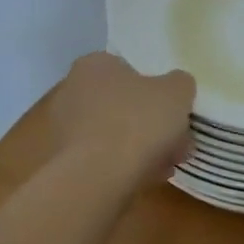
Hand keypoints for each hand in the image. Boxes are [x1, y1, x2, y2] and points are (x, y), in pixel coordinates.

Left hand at [49, 52, 195, 186]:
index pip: (129, 71)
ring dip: (140, 147)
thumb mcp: (178, 92)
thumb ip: (180, 83)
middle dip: (151, 123)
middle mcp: (72, 90)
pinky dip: (123, 165)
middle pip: (122, 104)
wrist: (99, 176)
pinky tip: (147, 178)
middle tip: (176, 142)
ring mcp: (64, 127)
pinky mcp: (63, 161)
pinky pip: (102, 158)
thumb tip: (176, 86)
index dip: (157, 92)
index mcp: (94, 65)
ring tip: (167, 165)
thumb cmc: (138, 122)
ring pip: (114, 133)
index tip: (175, 112)